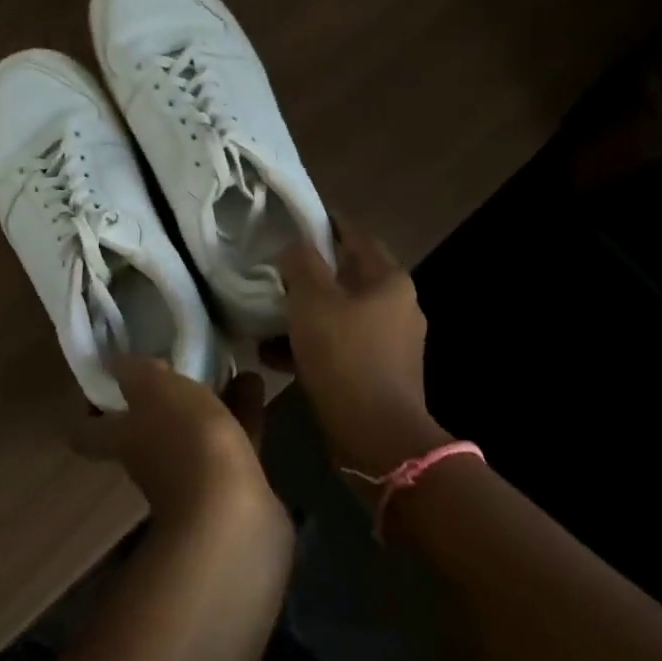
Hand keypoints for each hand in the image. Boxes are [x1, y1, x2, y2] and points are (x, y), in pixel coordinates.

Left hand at [74, 357, 282, 533]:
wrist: (234, 517)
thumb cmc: (185, 443)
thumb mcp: (154, 390)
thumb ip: (135, 371)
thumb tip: (114, 361)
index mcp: (123, 440)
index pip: (88, 432)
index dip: (89, 410)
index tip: (104, 378)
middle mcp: (151, 462)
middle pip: (148, 428)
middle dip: (162, 398)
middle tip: (176, 360)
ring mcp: (192, 478)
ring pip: (196, 431)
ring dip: (209, 400)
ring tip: (225, 363)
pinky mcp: (232, 485)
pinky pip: (234, 439)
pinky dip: (243, 412)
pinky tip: (255, 381)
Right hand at [262, 222, 447, 477]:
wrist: (376, 437)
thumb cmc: (345, 358)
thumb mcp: (313, 302)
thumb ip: (301, 264)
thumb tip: (295, 247)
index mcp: (389, 281)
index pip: (354, 237)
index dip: (324, 226)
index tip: (291, 223)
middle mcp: (398, 306)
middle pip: (345, 277)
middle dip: (307, 276)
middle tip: (272, 273)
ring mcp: (391, 343)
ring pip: (339, 315)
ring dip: (304, 315)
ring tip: (264, 318)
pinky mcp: (378, 373)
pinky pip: (339, 347)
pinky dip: (311, 345)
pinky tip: (273, 354)